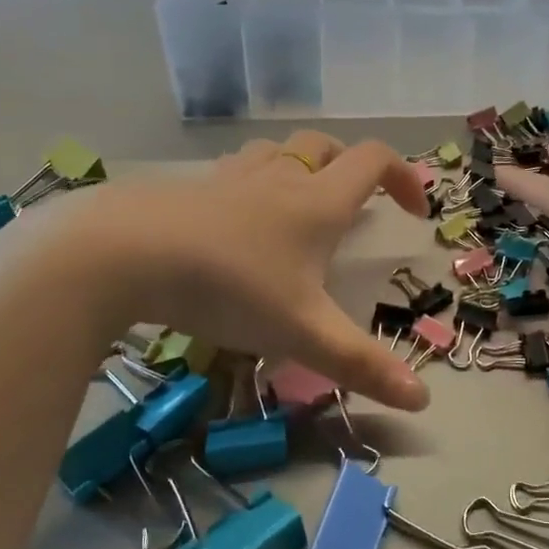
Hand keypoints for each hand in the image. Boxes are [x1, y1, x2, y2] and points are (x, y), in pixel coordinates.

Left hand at [50, 131, 431, 411]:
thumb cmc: (229, 287)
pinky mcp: (189, 187)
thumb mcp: (302, 333)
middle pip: (325, 147)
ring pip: (276, 153)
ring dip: (298, 169)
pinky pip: (233, 173)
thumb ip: (362, 365)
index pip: (375, 160)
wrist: (124, 254)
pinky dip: (250, 186)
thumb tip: (424, 402)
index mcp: (318, 201)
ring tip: (296, 209)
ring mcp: (230, 176)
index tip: (415, 213)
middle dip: (349, 167)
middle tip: (355, 205)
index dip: (404, 177)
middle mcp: (279, 176)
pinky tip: (234, 224)